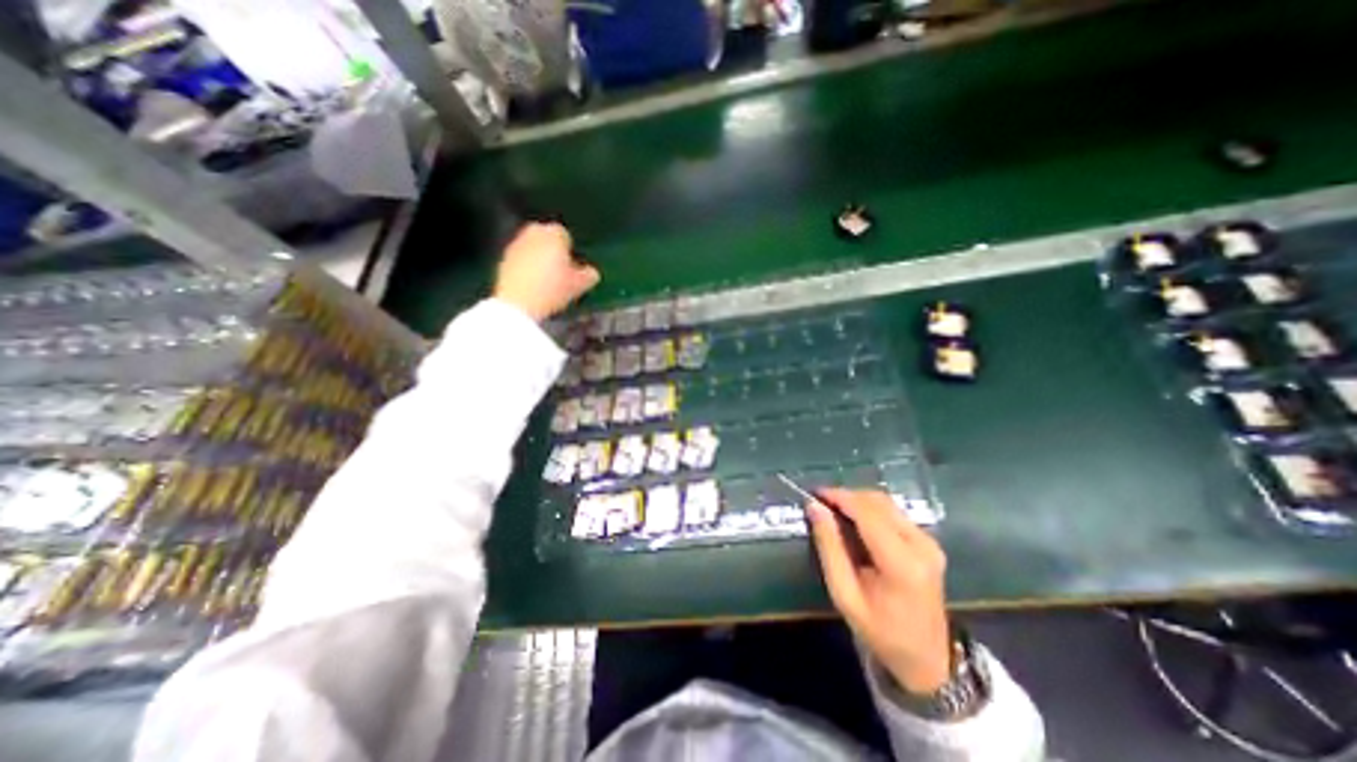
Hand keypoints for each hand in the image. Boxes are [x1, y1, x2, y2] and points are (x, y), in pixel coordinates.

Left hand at [496, 224, 601, 320]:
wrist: (519, 303)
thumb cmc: (553, 289)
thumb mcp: (579, 285)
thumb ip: (589, 275)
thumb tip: (592, 272)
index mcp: (554, 233)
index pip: (564, 235)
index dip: (569, 250)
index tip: (572, 265)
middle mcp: (533, 233)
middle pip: (545, 237)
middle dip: (552, 249)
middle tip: (559, 270)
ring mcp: (516, 244)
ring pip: (531, 247)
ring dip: (538, 257)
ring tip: (546, 279)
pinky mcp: (503, 259)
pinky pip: (520, 259)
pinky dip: (526, 267)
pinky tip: (532, 284)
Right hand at [811, 489, 946, 695]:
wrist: (927, 660)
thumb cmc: (880, 631)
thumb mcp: (844, 594)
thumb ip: (829, 547)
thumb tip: (814, 507)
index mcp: (902, 563)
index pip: (867, 513)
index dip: (839, 497)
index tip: (814, 494)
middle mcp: (921, 545)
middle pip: (878, 502)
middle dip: (847, 496)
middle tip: (821, 503)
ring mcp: (929, 542)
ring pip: (886, 503)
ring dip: (858, 501)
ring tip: (834, 510)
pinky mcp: (929, 542)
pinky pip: (894, 512)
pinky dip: (870, 510)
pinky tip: (854, 521)